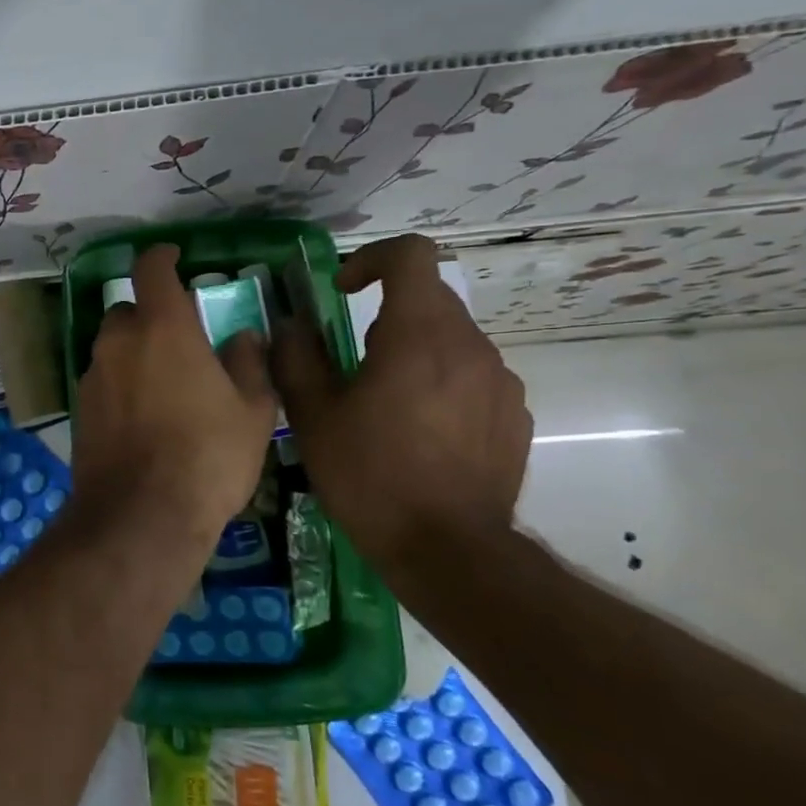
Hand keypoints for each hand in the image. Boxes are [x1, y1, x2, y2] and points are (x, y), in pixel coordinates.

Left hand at [71, 245, 275, 559]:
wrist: (141, 516)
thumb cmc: (208, 457)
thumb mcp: (253, 410)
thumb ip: (248, 363)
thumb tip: (242, 336)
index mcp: (162, 329)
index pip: (151, 269)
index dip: (162, 256)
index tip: (174, 255)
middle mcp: (118, 343)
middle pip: (129, 311)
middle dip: (152, 316)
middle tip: (181, 340)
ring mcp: (93, 377)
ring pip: (113, 348)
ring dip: (135, 353)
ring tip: (165, 384)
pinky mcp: (79, 410)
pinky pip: (103, 381)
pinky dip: (121, 384)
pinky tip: (143, 417)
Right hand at [272, 234, 531, 576]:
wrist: (448, 550)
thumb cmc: (370, 475)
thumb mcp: (313, 416)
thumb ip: (296, 357)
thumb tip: (291, 325)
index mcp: (417, 334)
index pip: (411, 255)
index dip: (371, 259)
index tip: (342, 291)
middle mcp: (469, 345)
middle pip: (429, 297)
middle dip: (385, 312)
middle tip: (351, 360)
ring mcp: (500, 381)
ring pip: (451, 339)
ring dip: (414, 350)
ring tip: (385, 403)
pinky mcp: (514, 415)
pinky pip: (473, 376)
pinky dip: (442, 382)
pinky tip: (420, 431)